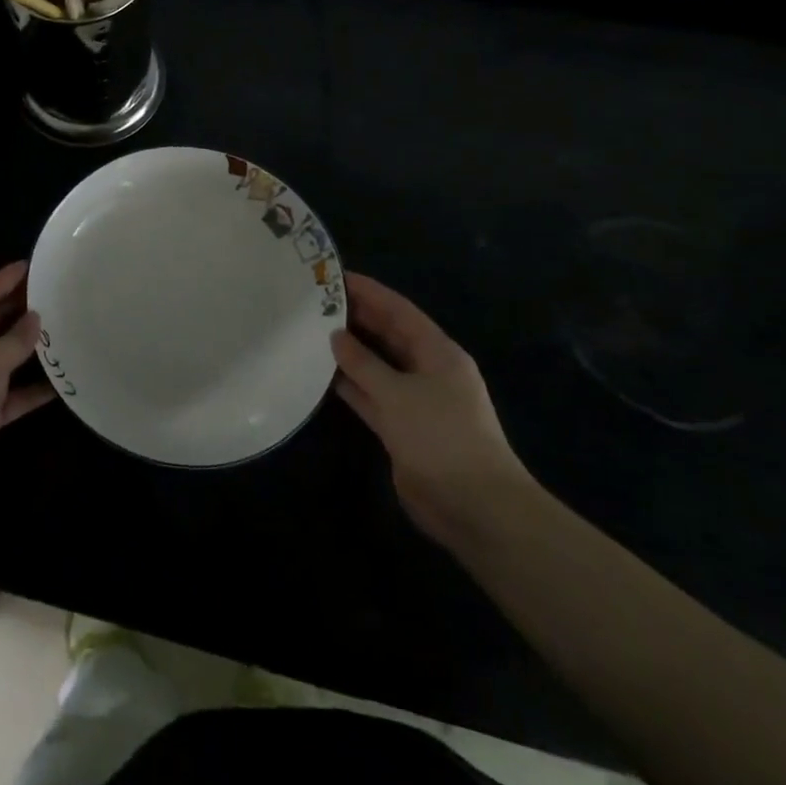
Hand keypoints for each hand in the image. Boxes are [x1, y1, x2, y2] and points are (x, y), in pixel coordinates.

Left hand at [0, 262, 53, 513]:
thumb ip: (15, 339)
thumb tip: (35, 318)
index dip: (3, 279)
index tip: (30, 265)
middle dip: (18, 310)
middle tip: (53, 294)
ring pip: (3, 358)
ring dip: (28, 349)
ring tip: (62, 330)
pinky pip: (12, 394)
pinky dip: (33, 389)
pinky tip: (61, 382)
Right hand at [331, 273, 536, 547]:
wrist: (476, 509)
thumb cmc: (441, 438)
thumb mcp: (398, 394)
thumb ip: (363, 363)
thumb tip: (336, 336)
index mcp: (438, 353)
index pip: (399, 310)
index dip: (368, 291)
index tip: (333, 276)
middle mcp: (428, 370)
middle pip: (387, 335)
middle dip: (355, 318)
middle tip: (314, 302)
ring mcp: (415, 400)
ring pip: (376, 366)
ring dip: (348, 352)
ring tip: (309, 331)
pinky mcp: (402, 427)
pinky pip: (371, 396)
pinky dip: (349, 385)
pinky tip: (319, 374)